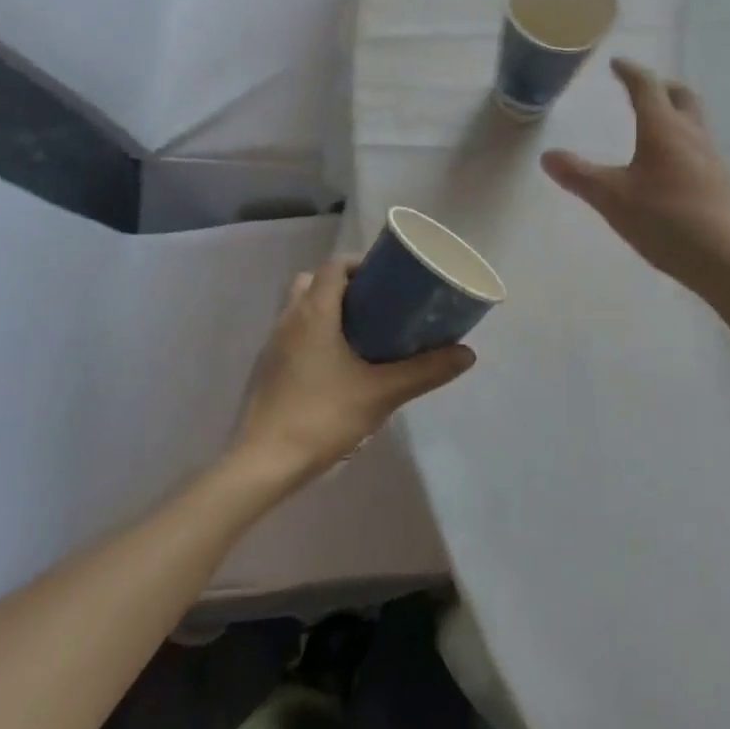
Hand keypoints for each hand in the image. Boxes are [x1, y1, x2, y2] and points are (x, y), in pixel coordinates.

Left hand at [233, 256, 475, 487]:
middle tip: (377, 305)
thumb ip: (425, 372)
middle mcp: (289, 318)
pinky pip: (293, 334)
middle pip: (314, 281)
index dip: (361, 264)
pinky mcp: (267, 368)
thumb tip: (467, 354)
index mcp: (313, 311)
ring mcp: (273, 344)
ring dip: (328, 310)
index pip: (335, 265)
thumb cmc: (322, 417)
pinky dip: (314, 335)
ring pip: (301, 308)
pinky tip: (336, 366)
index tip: (388, 279)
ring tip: (361, 334)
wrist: (263, 464)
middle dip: (345, 286)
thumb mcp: (381, 394)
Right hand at [541, 58, 729, 297]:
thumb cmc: (665, 220)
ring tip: (653, 125)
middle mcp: (692, 135)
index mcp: (663, 129)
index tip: (617, 64)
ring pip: (694, 121)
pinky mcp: (721, 182)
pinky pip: (699, 146)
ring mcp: (711, 158)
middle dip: (660, 86)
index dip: (630, 71)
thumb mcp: (611, 199)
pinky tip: (670, 166)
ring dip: (674, 112)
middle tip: (640, 88)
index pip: (647, 86)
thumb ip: (578, 175)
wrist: (726, 261)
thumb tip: (547, 155)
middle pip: (681, 96)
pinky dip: (682, 140)